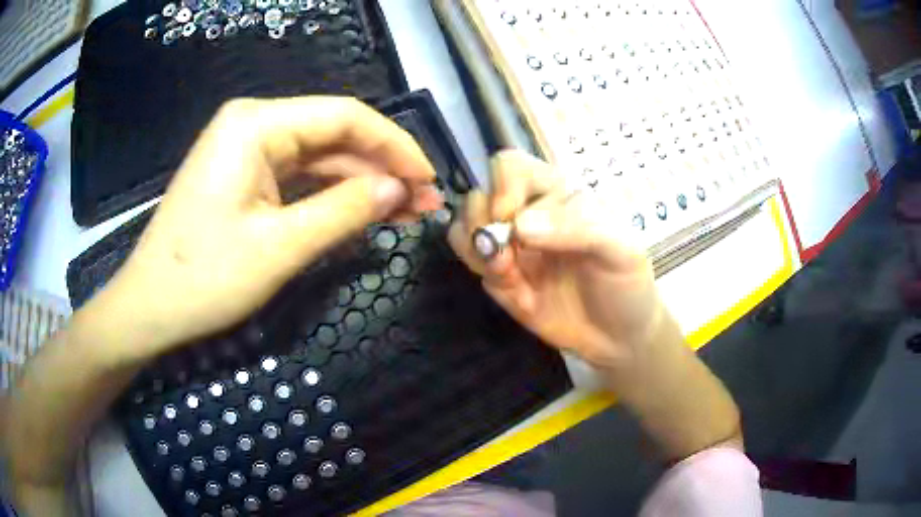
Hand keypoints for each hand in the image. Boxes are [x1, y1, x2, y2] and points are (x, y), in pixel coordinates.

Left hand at [96, 97, 441, 360]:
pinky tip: (363, 212)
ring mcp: (247, 150)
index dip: (394, 145)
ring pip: (320, 157)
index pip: (344, 117)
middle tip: (425, 203)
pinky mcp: (245, 176)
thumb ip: (344, 210)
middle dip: (382, 167)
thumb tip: (401, 189)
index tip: (429, 179)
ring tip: (407, 211)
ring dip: (362, 183)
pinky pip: (299, 177)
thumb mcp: (279, 247)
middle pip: (333, 134)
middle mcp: (253, 124)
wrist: (150, 308)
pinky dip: (332, 195)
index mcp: (255, 125)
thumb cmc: (203, 279)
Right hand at [449, 150, 663, 370]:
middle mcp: (527, 214)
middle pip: (478, 195)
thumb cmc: (627, 285)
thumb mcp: (621, 250)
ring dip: (476, 250)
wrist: (619, 338)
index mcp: (557, 195)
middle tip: (508, 258)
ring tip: (509, 276)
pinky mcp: (500, 279)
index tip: (514, 221)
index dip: (502, 187)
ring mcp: (511, 247)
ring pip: (464, 227)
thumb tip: (519, 226)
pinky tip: (514, 292)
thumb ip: (578, 227)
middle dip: (483, 225)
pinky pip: (470, 263)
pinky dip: (481, 273)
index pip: (510, 167)